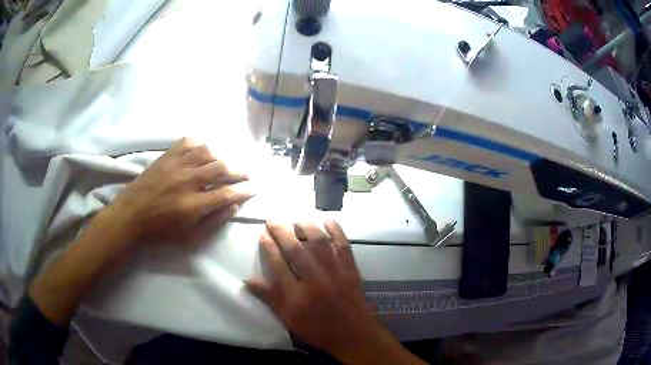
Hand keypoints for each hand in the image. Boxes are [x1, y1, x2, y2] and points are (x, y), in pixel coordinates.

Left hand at [107, 138, 253, 247]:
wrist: (131, 215)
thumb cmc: (161, 230)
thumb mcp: (190, 236)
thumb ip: (214, 222)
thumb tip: (234, 206)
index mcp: (193, 204)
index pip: (226, 193)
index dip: (243, 191)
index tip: (253, 189)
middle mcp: (187, 180)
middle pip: (220, 168)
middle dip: (238, 170)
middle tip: (246, 173)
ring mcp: (176, 165)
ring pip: (206, 152)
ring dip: (220, 156)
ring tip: (224, 163)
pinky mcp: (166, 157)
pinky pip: (187, 143)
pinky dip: (199, 145)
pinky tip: (202, 151)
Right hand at [247, 221, 423, 364]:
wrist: (352, 334)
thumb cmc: (317, 329)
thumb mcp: (288, 319)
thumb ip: (269, 298)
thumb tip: (247, 280)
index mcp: (297, 296)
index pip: (278, 265)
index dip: (269, 247)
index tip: (263, 234)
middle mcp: (315, 280)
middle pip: (295, 249)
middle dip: (282, 232)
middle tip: (273, 220)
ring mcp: (335, 273)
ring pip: (319, 243)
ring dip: (307, 227)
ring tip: (296, 219)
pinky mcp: (351, 270)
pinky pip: (343, 246)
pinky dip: (337, 231)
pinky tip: (328, 221)